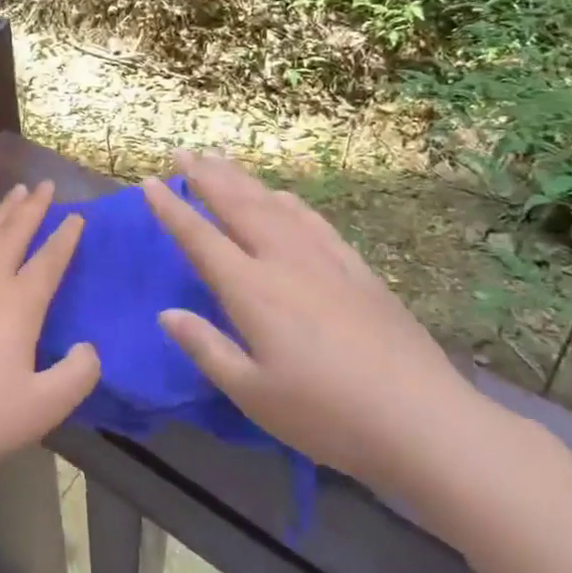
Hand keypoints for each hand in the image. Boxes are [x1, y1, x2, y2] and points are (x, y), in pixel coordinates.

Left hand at [0, 181, 100, 498]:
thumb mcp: (41, 407)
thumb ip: (77, 376)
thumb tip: (89, 349)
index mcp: (17, 304)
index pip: (47, 260)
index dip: (65, 237)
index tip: (77, 215)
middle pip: (11, 233)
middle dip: (30, 207)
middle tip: (44, 183)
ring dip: (1, 213)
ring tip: (14, 195)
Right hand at [142, 152, 509, 508]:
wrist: (422, 419)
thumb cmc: (326, 415)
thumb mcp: (253, 394)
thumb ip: (206, 348)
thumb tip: (167, 313)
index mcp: (252, 291)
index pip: (200, 239)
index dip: (171, 210)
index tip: (149, 183)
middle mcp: (284, 262)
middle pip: (238, 207)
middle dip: (206, 178)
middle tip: (182, 153)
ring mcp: (325, 260)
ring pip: (274, 205)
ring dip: (243, 180)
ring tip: (221, 160)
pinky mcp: (357, 269)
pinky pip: (314, 221)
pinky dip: (289, 201)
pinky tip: (283, 195)